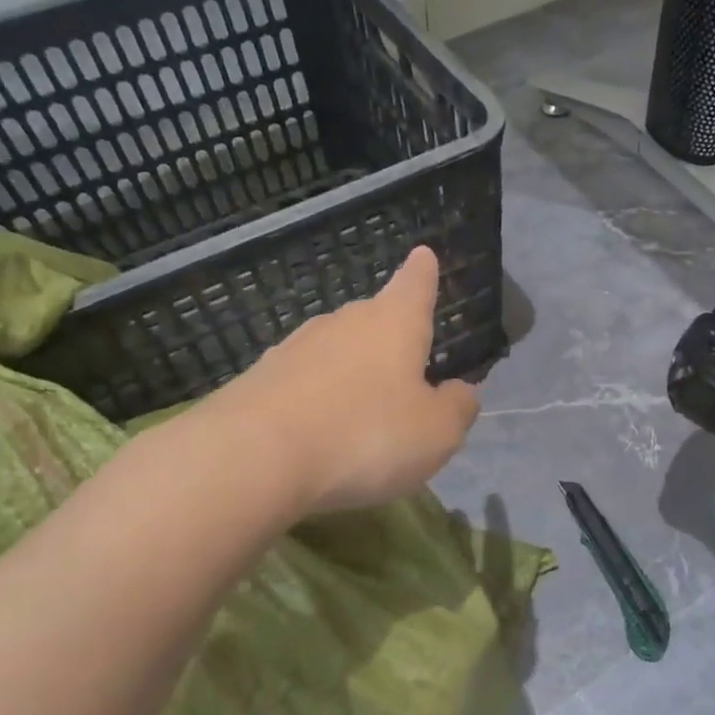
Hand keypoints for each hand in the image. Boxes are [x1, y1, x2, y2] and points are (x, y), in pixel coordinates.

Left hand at [197, 246, 479, 513]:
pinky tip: (319, 432)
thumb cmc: (367, 436)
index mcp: (394, 323)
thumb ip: (457, 408)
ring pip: (336, 350)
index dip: (423, 272)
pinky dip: (317, 399)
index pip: (415, 284)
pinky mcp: (259, 379)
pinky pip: (302, 383)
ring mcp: (295, 347)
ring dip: (351, 371)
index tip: (423, 255)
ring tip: (362, 410)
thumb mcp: (436, 433)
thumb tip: (461, 391)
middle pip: (374, 318)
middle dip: (390, 336)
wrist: (254, 459)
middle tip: (404, 367)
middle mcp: (344, 323)